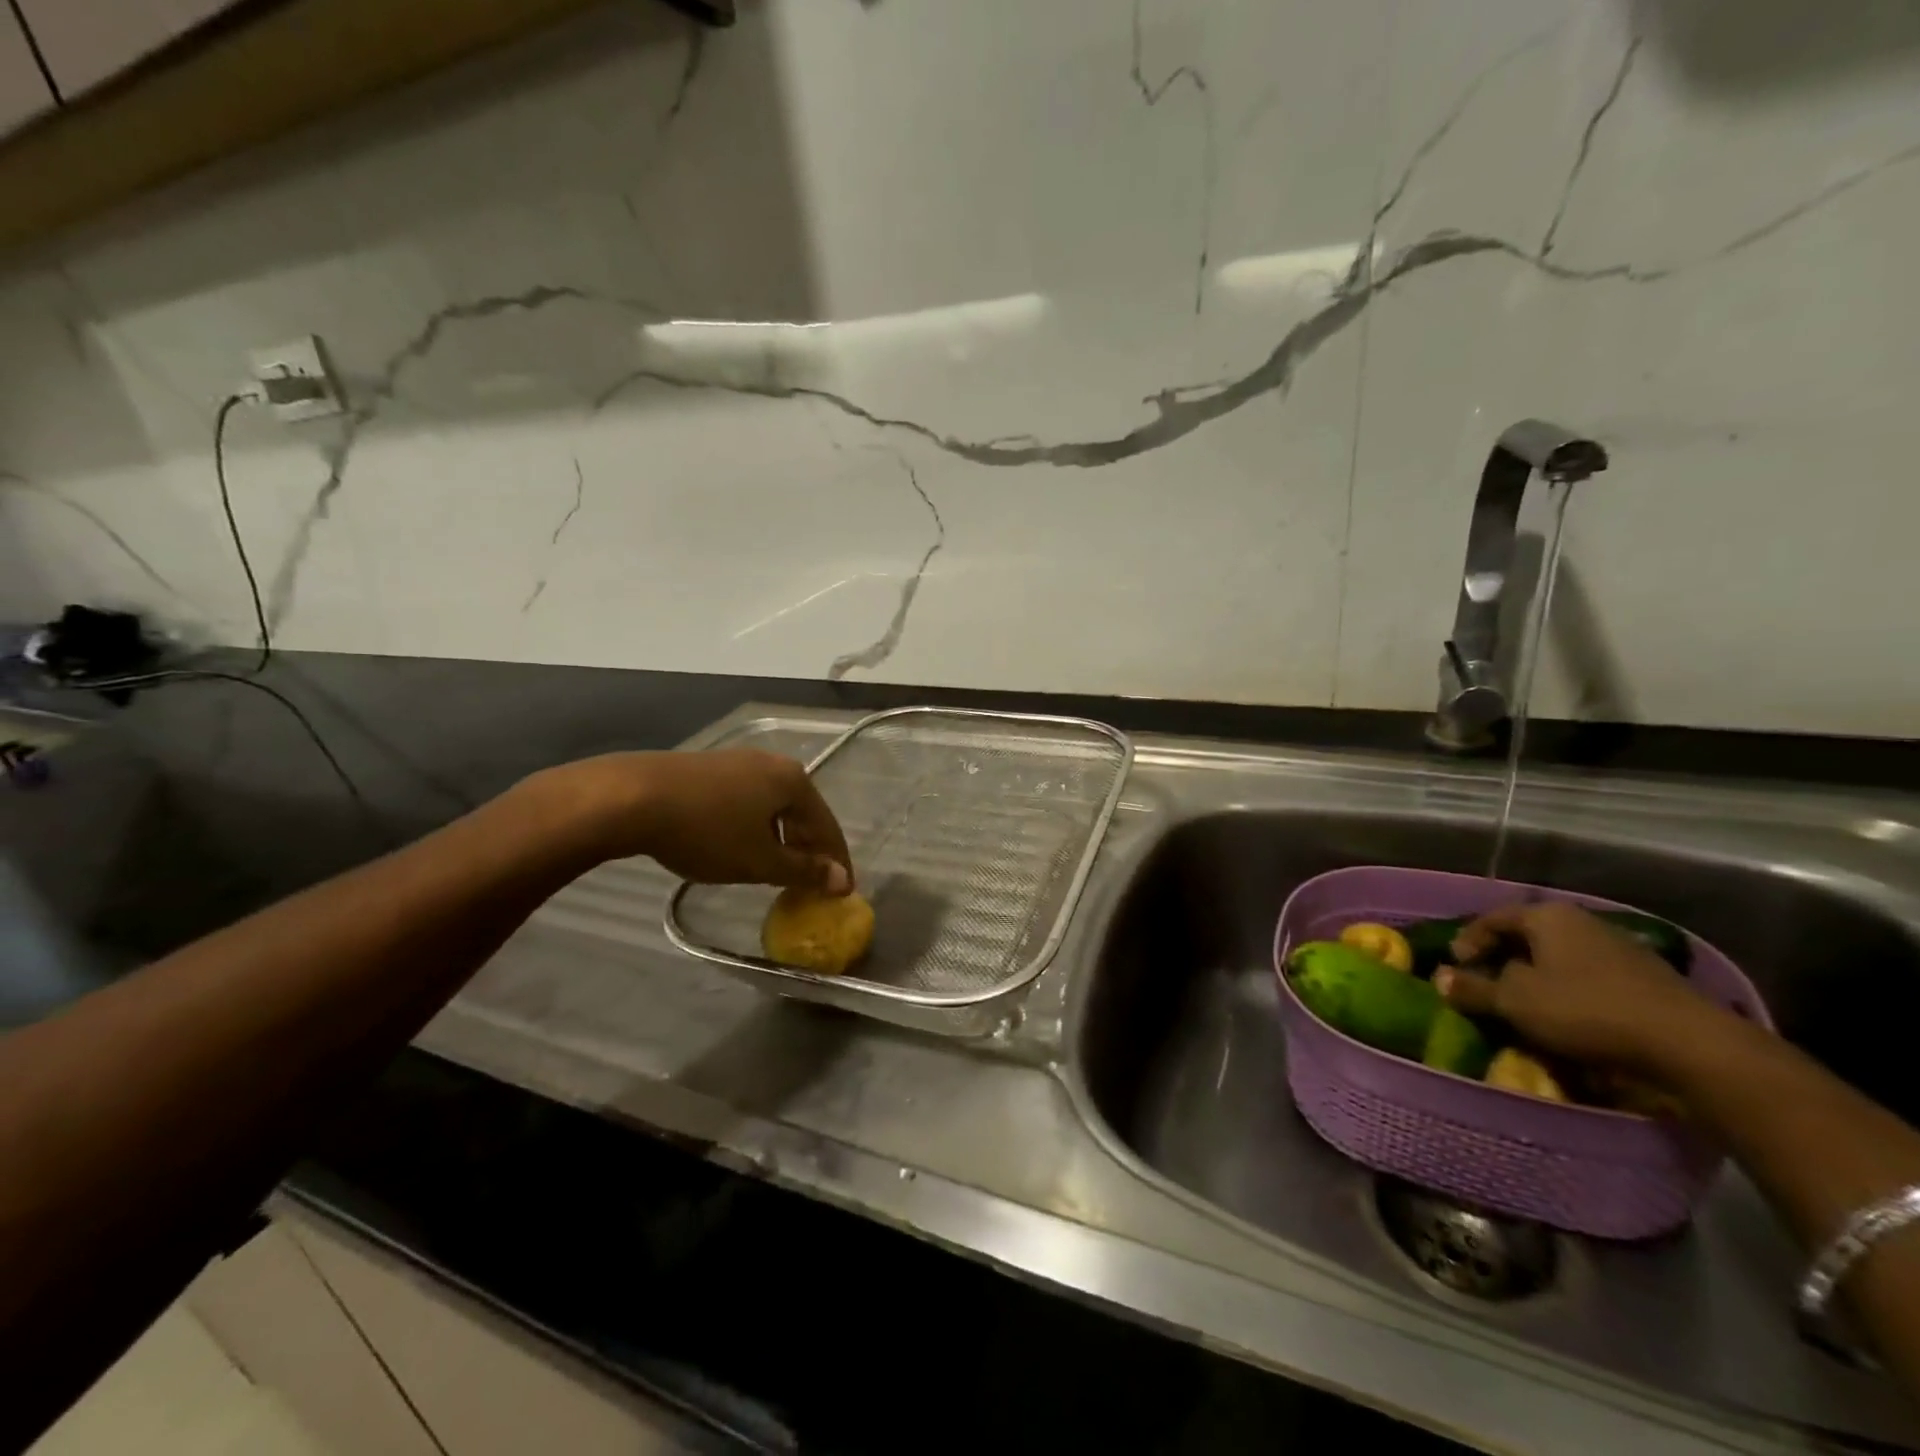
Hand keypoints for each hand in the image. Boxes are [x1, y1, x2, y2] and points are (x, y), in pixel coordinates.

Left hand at [532, 750, 852, 890]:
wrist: (632, 797)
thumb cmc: (708, 831)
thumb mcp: (760, 860)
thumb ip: (804, 871)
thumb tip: (843, 880)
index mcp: (794, 781)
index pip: (827, 826)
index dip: (836, 862)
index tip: (843, 892)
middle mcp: (772, 763)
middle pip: (802, 812)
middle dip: (809, 848)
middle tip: (810, 881)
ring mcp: (738, 761)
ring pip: (773, 806)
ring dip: (781, 838)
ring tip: (775, 866)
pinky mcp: (709, 768)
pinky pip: (747, 800)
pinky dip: (755, 826)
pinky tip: (740, 843)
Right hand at [1434, 903, 1727, 1075]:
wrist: (1690, 1045)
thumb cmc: (1586, 1010)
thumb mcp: (1515, 1002)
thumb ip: (1473, 988)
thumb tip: (1439, 978)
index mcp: (1547, 916)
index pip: (1491, 919)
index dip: (1467, 942)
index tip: (1456, 969)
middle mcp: (1582, 921)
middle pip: (1527, 936)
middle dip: (1503, 960)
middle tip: (1487, 987)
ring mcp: (1620, 948)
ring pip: (1560, 958)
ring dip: (1538, 978)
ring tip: (1526, 1006)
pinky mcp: (1646, 978)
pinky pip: (1590, 977)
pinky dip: (1570, 992)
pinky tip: (1570, 1018)